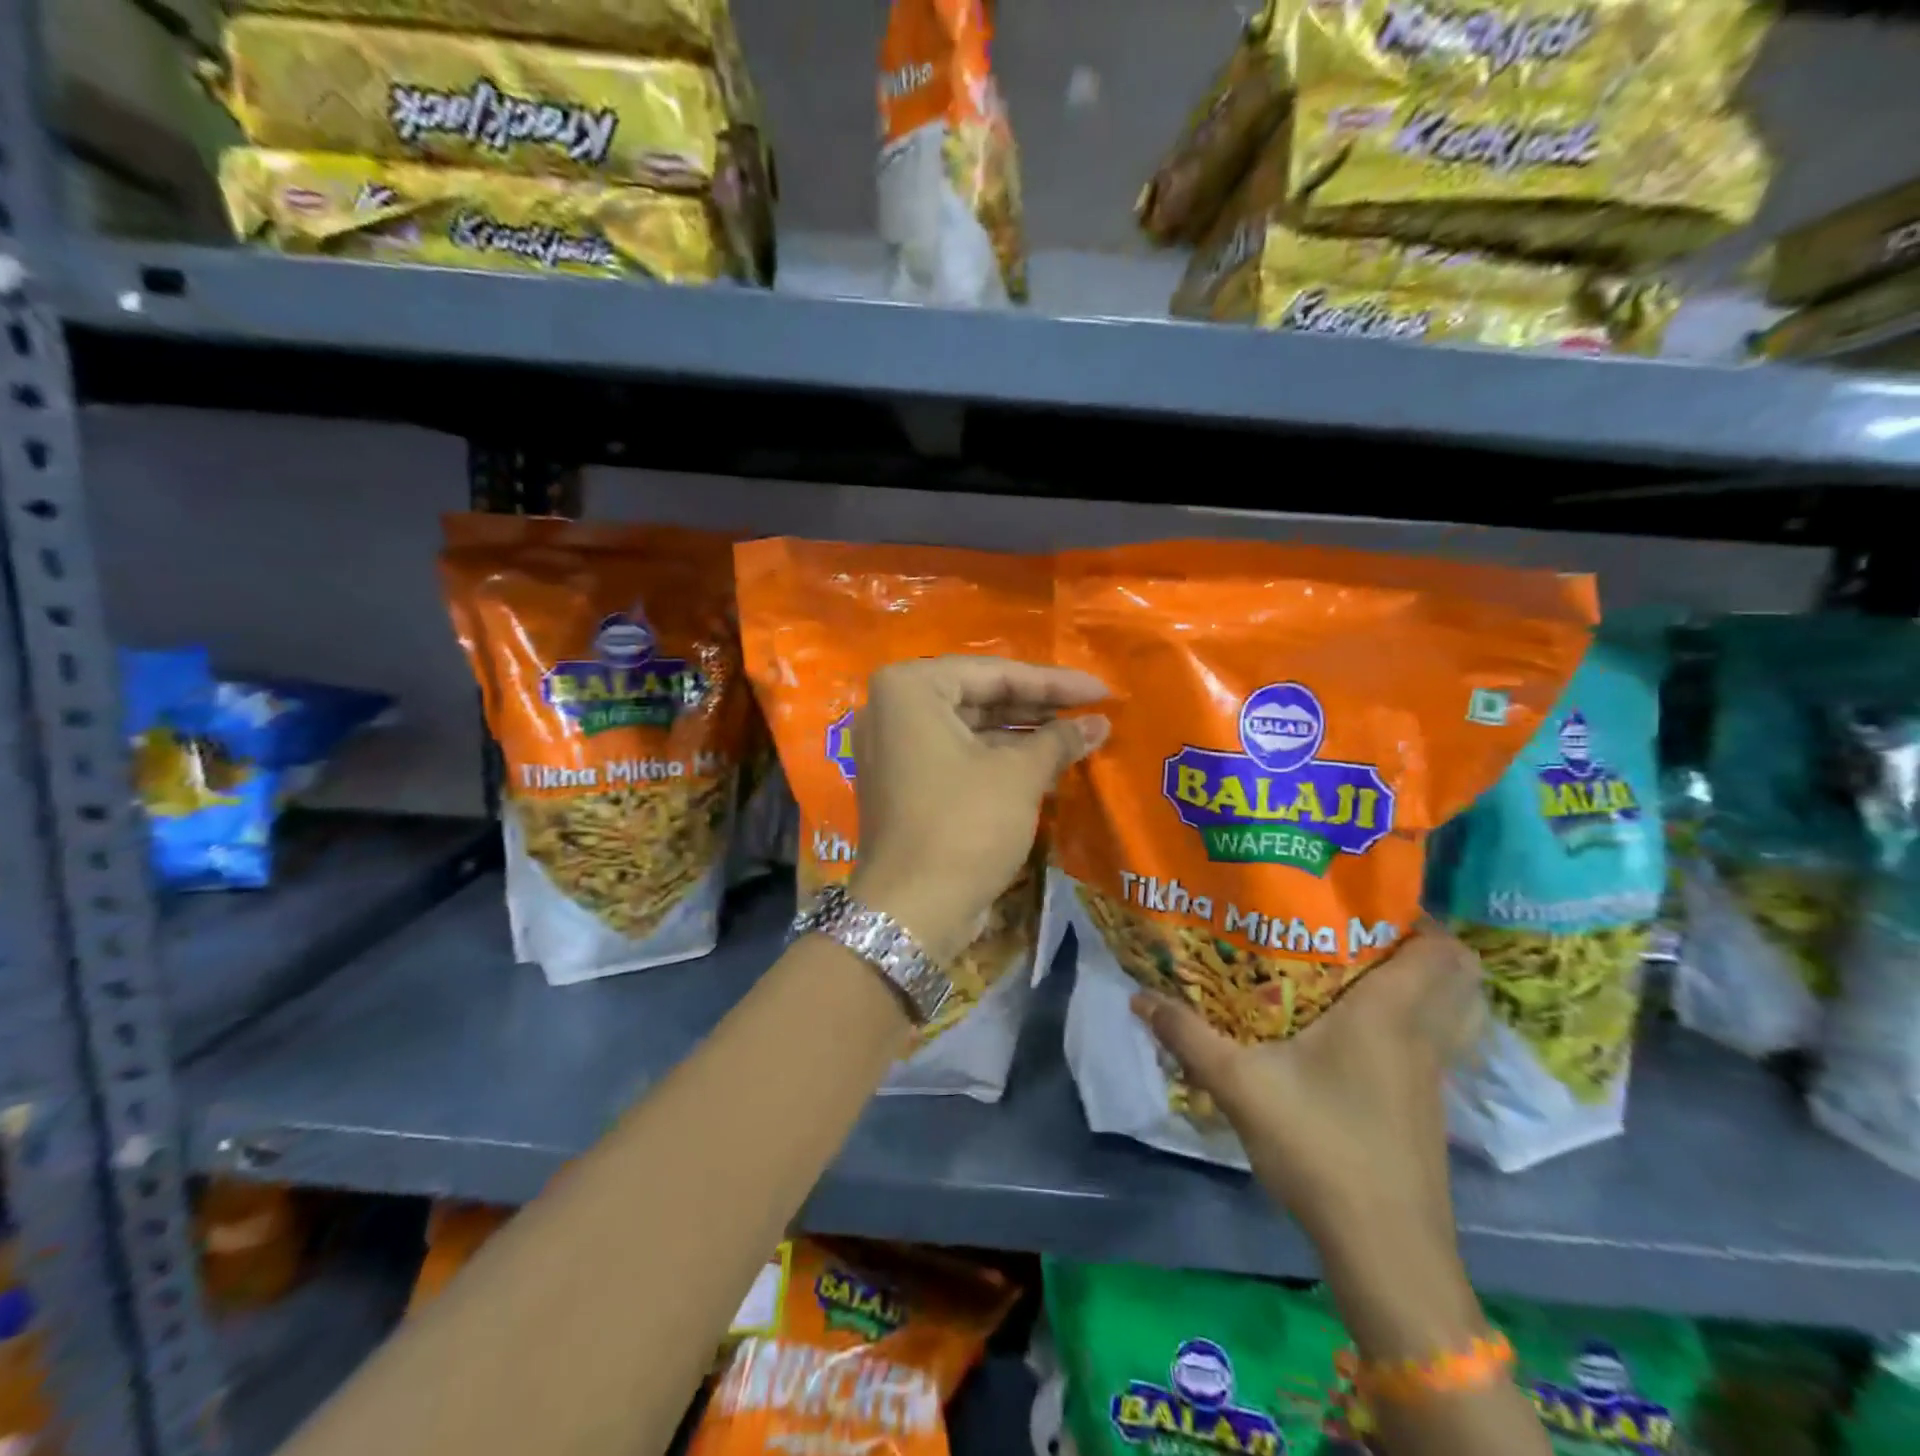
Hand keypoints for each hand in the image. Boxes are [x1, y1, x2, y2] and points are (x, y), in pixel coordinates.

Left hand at [847, 656, 1109, 961]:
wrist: (912, 910)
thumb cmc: (965, 825)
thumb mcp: (1019, 775)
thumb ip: (1059, 739)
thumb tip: (1099, 723)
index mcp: (910, 688)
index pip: (995, 674)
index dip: (1054, 683)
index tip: (1102, 691)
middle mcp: (893, 709)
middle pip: (981, 697)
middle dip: (1039, 707)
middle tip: (1093, 711)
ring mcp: (895, 748)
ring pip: (971, 728)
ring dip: (1024, 734)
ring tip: (1079, 736)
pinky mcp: (904, 782)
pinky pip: (958, 755)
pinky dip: (998, 758)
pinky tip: (1046, 763)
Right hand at [1132, 923, 1482, 1242]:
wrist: (1385, 1252)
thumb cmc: (1320, 1149)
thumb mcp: (1240, 1086)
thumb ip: (1189, 1036)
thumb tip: (1139, 997)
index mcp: (1388, 1015)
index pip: (1439, 950)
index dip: (1418, 918)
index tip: (1366, 900)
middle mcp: (1420, 1037)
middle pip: (1456, 976)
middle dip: (1419, 944)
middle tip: (1357, 928)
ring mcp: (1431, 1077)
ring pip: (1446, 1011)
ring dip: (1416, 984)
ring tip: (1355, 969)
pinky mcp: (1425, 1109)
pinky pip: (1430, 1043)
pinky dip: (1409, 1023)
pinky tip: (1354, 1034)